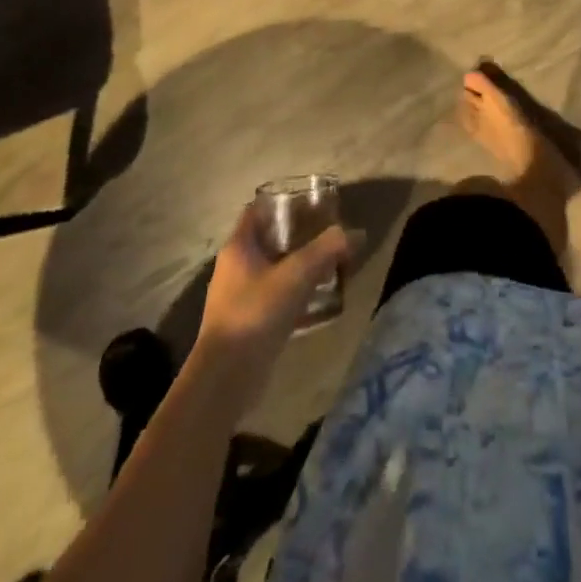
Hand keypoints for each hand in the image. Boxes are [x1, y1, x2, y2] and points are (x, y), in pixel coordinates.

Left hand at [195, 208, 353, 402]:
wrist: (226, 379)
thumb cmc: (256, 313)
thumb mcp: (297, 275)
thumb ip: (327, 249)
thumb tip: (355, 233)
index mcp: (238, 247)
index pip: (258, 210)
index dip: (283, 202)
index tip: (312, 202)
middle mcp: (235, 267)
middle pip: (270, 239)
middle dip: (299, 235)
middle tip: (329, 234)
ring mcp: (238, 297)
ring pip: (274, 269)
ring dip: (299, 266)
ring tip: (330, 265)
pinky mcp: (247, 323)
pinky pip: (275, 297)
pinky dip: (296, 294)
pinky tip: (319, 300)